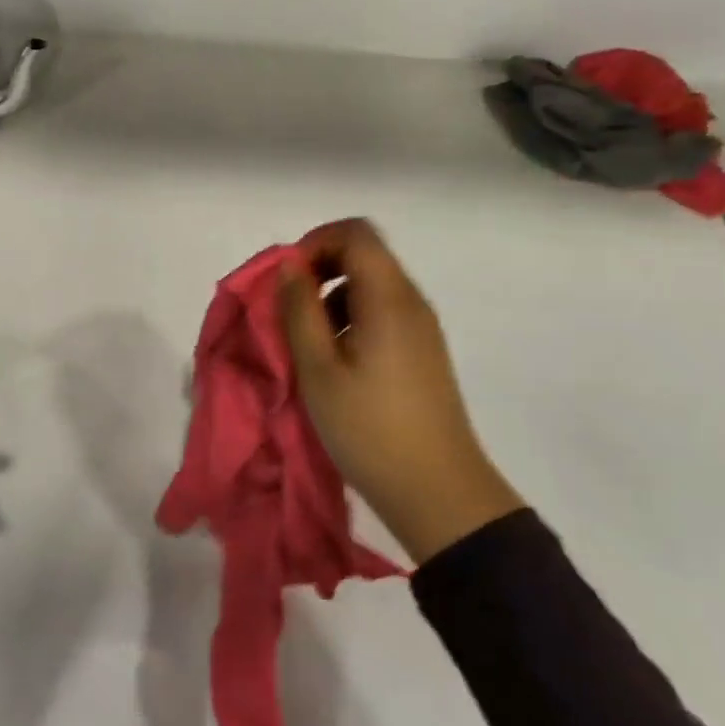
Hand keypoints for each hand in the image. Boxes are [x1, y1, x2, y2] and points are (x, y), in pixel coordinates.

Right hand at [281, 219, 523, 563]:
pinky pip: (383, 312)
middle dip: (320, 270)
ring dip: (333, 297)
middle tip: (289, 309)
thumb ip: (299, 311)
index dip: (315, 242)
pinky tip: (337, 361)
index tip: (287, 279)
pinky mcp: (423, 352)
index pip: (355, 233)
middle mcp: (411, 302)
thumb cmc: (369, 429)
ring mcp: (422, 327)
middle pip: (365, 254)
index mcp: (389, 298)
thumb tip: (289, 268)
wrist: (438, 492)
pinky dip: (352, 319)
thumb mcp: (318, 370)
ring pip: (372, 285)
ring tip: (309, 343)